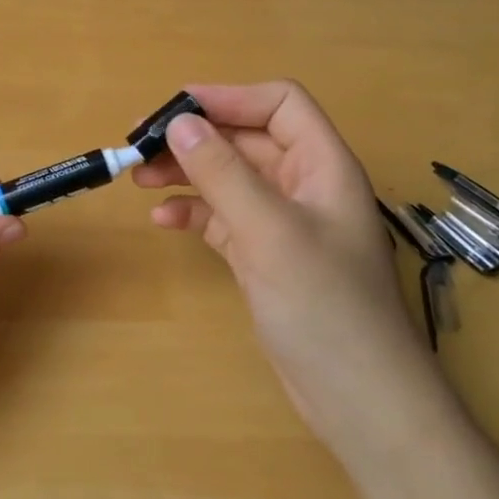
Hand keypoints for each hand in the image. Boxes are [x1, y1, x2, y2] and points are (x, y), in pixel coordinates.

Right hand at [132, 81, 432, 442]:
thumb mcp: (268, 231)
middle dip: (194, 137)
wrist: (359, 400)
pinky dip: (194, 213)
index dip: (229, 97)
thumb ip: (222, 173)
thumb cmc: (324, 305)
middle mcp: (304, 186)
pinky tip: (163, 220)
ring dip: (186, 172)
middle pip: (245, 140)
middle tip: (139, 145)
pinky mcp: (265, 256)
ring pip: (229, 178)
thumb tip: (179, 122)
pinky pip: (223, 218)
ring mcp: (284, 223)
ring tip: (139, 178)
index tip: (175, 109)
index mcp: (323, 165)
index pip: (279, 104)